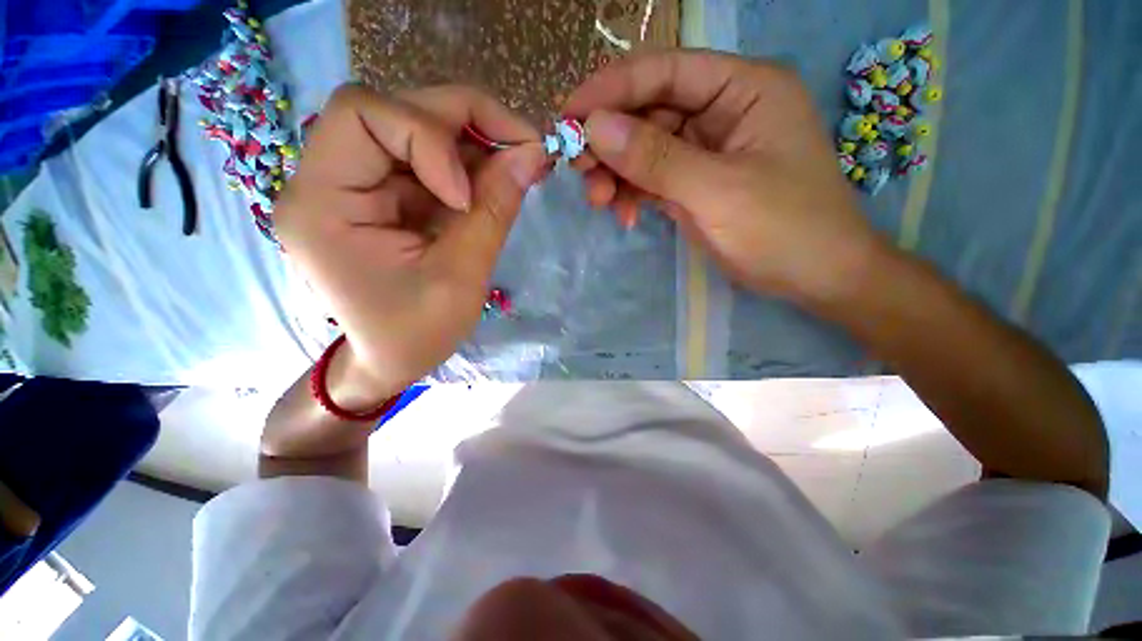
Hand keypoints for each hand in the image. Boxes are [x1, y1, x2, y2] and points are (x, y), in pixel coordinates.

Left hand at [275, 84, 548, 403]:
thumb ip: (494, 212)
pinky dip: (469, 167)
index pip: (362, 114)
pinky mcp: (385, 196)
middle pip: (394, 111)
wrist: (389, 362)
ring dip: (473, 144)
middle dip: (465, 122)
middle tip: (522, 148)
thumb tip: (532, 155)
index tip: (466, 196)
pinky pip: (430, 160)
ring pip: (418, 129)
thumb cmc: (415, 335)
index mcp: (321, 202)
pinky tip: (494, 187)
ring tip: (515, 170)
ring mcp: (358, 185)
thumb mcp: (459, 279)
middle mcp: (328, 179)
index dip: (428, 138)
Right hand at [563, 51, 883, 301]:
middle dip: (610, 142)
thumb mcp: (717, 191)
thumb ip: (656, 158)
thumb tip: (594, 128)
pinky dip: (633, 194)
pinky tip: (624, 215)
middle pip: (649, 112)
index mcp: (742, 89)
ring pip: (645, 149)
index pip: (665, 71)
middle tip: (579, 171)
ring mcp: (706, 150)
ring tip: (599, 202)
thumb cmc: (784, 229)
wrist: (814, 278)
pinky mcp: (695, 183)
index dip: (612, 89)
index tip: (568, 115)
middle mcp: (722, 111)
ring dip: (617, 174)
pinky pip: (652, 178)